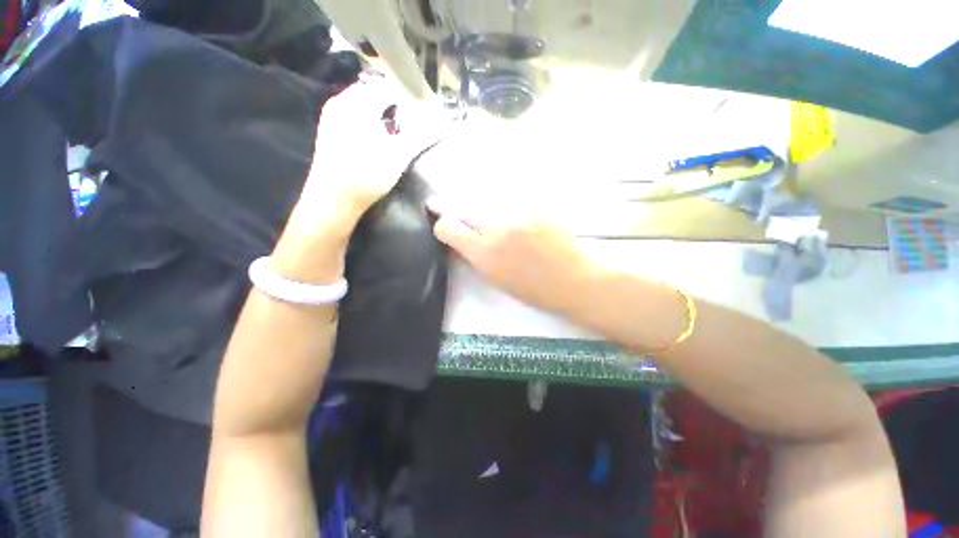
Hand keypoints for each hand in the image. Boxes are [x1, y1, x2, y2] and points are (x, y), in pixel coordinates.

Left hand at [298, 75, 442, 221]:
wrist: (333, 198)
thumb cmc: (368, 175)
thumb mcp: (399, 156)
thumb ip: (421, 136)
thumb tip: (442, 123)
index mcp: (358, 102)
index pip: (389, 87)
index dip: (409, 96)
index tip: (423, 109)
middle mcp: (341, 101)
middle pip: (374, 92)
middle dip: (396, 102)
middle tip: (413, 118)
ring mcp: (332, 115)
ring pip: (363, 103)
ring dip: (382, 111)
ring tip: (399, 127)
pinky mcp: (329, 129)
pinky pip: (353, 114)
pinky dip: (369, 118)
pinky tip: (378, 136)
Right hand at [428, 197, 596, 315]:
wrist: (574, 279)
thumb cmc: (535, 290)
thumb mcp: (497, 279)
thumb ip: (478, 257)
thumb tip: (465, 241)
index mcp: (484, 254)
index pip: (449, 229)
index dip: (441, 225)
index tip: (441, 224)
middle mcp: (496, 229)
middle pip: (464, 209)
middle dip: (449, 206)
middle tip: (439, 203)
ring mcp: (517, 214)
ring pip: (488, 204)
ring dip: (480, 209)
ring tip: (484, 216)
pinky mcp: (535, 207)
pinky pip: (511, 204)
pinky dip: (506, 210)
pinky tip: (514, 220)